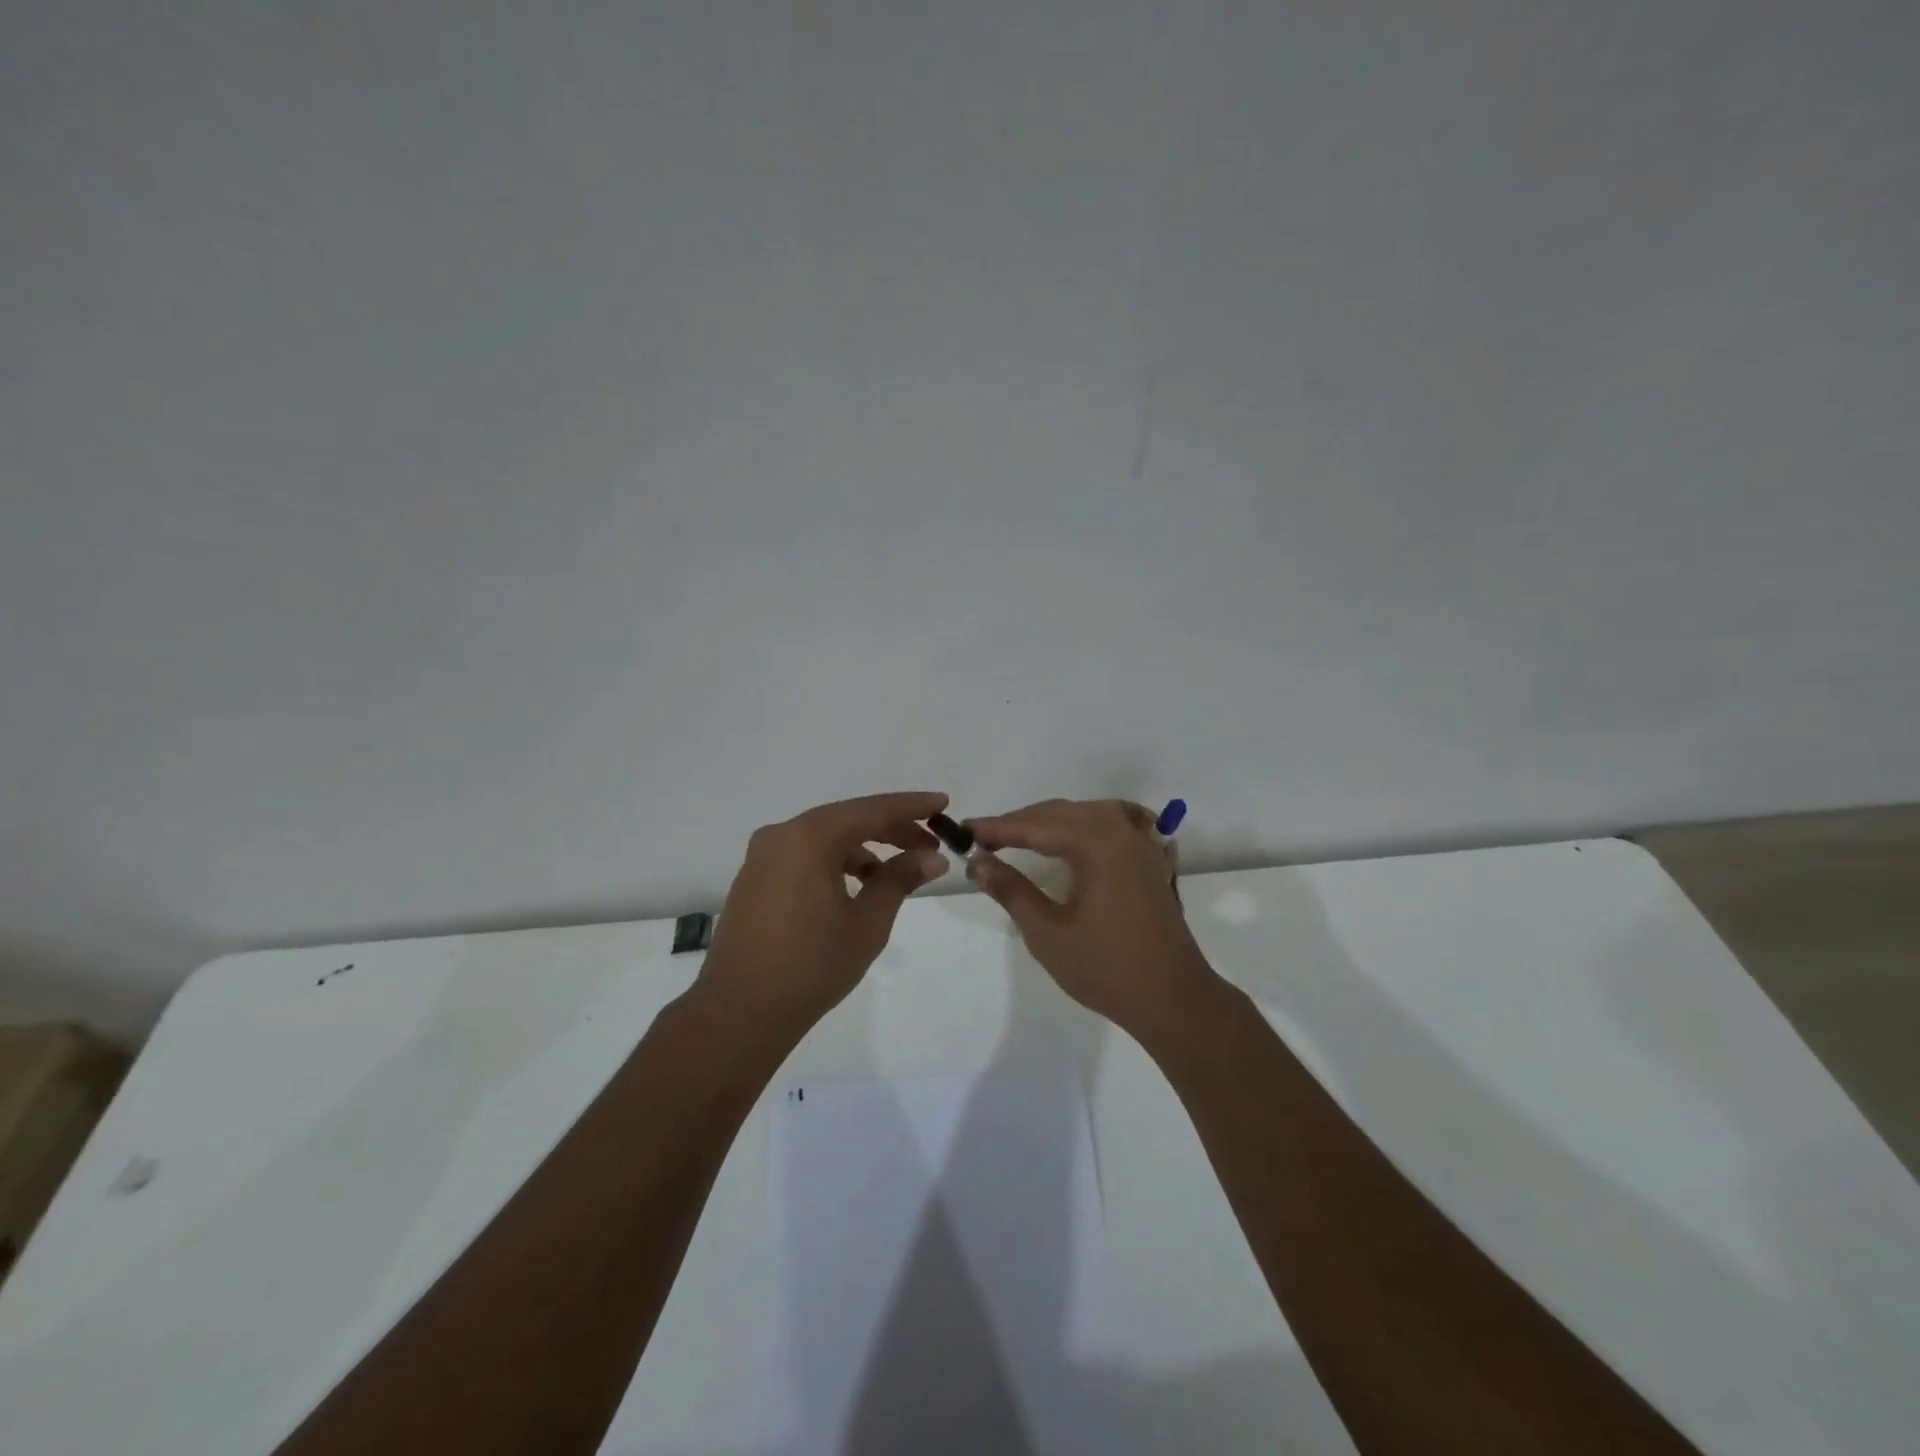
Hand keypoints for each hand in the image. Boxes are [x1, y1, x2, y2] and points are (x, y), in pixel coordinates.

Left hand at [698, 791, 950, 1032]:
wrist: (740, 1011)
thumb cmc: (812, 964)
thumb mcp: (867, 922)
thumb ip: (899, 880)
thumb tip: (932, 858)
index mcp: (809, 837)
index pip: (871, 810)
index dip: (911, 806)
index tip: (943, 803)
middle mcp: (782, 835)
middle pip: (847, 820)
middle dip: (891, 829)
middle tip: (931, 844)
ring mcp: (763, 857)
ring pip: (825, 838)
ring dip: (864, 848)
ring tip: (898, 871)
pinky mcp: (755, 879)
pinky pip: (804, 856)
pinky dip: (836, 862)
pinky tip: (858, 885)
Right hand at [967, 798, 1217, 1039]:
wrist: (1173, 999)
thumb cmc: (1106, 969)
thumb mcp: (1047, 933)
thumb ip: (1011, 891)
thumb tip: (978, 862)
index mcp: (1096, 845)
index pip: (1037, 825)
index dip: (998, 828)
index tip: (965, 830)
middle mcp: (1121, 833)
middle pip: (1062, 812)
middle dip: (1022, 822)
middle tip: (985, 838)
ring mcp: (1141, 845)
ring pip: (1089, 813)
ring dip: (1053, 820)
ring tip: (1021, 835)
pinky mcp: (1151, 861)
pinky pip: (1116, 823)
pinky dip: (1090, 822)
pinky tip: (1081, 831)